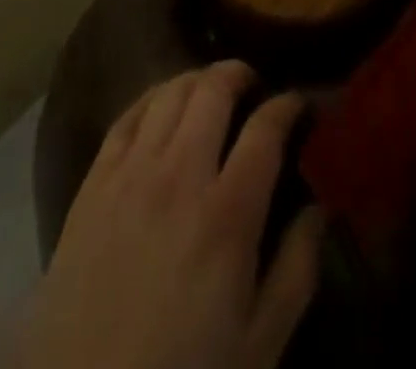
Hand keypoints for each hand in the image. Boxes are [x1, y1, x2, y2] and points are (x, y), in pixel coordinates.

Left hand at [11, 61, 322, 368]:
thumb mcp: (259, 345)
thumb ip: (297, 269)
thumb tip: (321, 206)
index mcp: (227, 214)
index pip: (265, 130)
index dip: (287, 105)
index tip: (298, 103)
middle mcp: (180, 174)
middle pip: (213, 91)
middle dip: (240, 73)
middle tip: (253, 84)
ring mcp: (132, 172)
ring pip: (170, 92)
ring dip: (198, 79)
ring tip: (212, 89)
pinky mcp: (95, 180)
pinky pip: (128, 114)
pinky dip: (153, 96)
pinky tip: (164, 103)